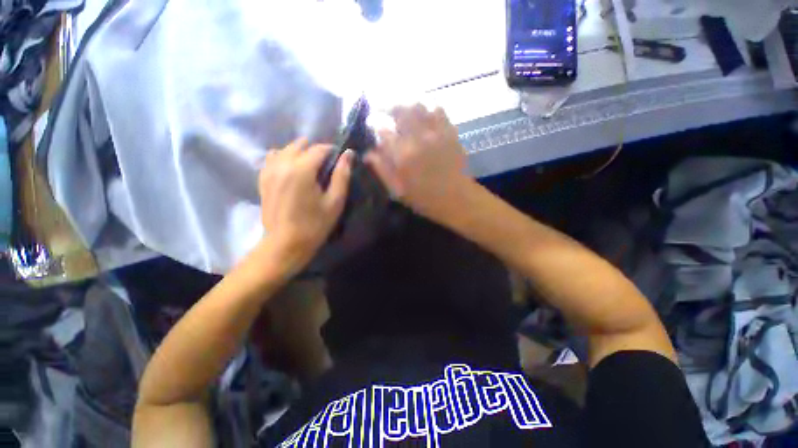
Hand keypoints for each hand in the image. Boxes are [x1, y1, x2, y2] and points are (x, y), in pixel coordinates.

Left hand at [258, 139, 352, 275]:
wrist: (285, 244)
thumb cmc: (315, 225)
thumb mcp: (335, 202)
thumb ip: (342, 175)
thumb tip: (349, 154)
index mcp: (302, 169)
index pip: (319, 148)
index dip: (332, 152)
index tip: (340, 162)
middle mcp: (282, 164)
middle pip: (300, 144)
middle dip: (316, 151)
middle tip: (325, 168)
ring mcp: (269, 170)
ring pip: (285, 149)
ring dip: (300, 153)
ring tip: (310, 169)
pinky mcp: (262, 178)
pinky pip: (272, 158)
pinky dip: (284, 158)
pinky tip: (292, 171)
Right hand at [365, 104, 471, 222]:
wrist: (457, 198)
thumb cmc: (424, 199)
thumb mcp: (398, 190)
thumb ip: (382, 170)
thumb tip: (368, 154)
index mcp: (403, 155)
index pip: (383, 129)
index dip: (375, 123)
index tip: (371, 123)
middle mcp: (418, 138)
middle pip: (400, 110)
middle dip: (388, 106)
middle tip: (382, 109)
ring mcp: (436, 132)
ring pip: (419, 106)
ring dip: (406, 104)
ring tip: (401, 109)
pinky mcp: (450, 132)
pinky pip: (438, 110)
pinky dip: (427, 107)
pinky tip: (423, 113)